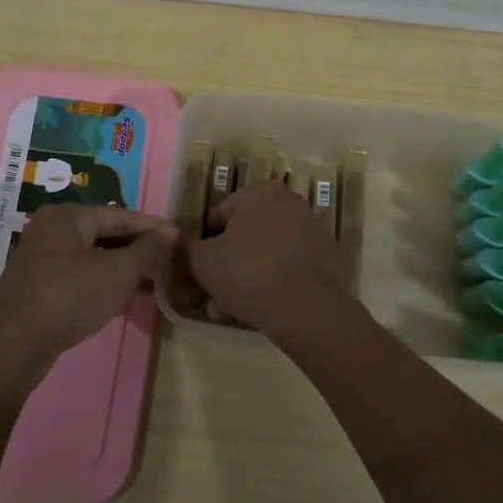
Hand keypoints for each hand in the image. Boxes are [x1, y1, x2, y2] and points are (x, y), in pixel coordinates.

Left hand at [0, 205, 176, 371]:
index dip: (151, 227)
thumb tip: (171, 231)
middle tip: (166, 262)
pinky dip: (100, 282)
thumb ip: (147, 250)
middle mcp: (51, 228)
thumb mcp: (118, 272)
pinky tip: (119, 298)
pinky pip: (77, 275)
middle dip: (136, 249)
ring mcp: (39, 258)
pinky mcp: (35, 286)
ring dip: (120, 268)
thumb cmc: (70, 297)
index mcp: (68, 215)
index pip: (120, 215)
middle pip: (103, 233)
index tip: (177, 238)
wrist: (12, 346)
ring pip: (90, 256)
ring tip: (150, 282)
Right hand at [187, 181, 350, 337]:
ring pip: (265, 252)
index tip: (199, 269)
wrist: (308, 310)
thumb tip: (176, 241)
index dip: (204, 242)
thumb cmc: (249, 274)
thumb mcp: (203, 262)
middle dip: (226, 263)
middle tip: (212, 292)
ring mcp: (311, 229)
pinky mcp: (326, 256)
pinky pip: (288, 265)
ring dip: (246, 275)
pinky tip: (259, 309)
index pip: (220, 213)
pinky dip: (273, 281)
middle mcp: (289, 202)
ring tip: (230, 308)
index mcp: (260, 192)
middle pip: (245, 234)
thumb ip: (186, 248)